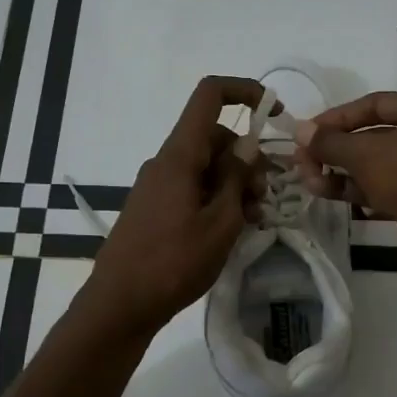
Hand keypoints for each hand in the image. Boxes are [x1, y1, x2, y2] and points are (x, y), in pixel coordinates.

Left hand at [83, 76, 265, 336]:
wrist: (120, 305)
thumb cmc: (173, 263)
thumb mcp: (220, 223)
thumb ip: (236, 179)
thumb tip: (247, 145)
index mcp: (179, 156)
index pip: (209, 96)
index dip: (245, 91)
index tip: (275, 113)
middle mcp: (165, 162)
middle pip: (214, 137)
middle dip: (247, 158)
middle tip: (265, 196)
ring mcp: (157, 186)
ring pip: (205, 166)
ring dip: (234, 184)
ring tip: (253, 220)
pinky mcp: (154, 208)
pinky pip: (191, 188)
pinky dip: (215, 199)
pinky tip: (230, 230)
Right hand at [292, 91, 396, 286]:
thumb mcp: (365, 153)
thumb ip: (330, 142)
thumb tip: (300, 131)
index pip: (374, 104)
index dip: (337, 117)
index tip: (307, 132)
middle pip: (372, 136)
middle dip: (335, 148)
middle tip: (302, 161)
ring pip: (375, 166)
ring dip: (339, 171)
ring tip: (308, 180)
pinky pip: (381, 189)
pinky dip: (355, 189)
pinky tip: (326, 193)